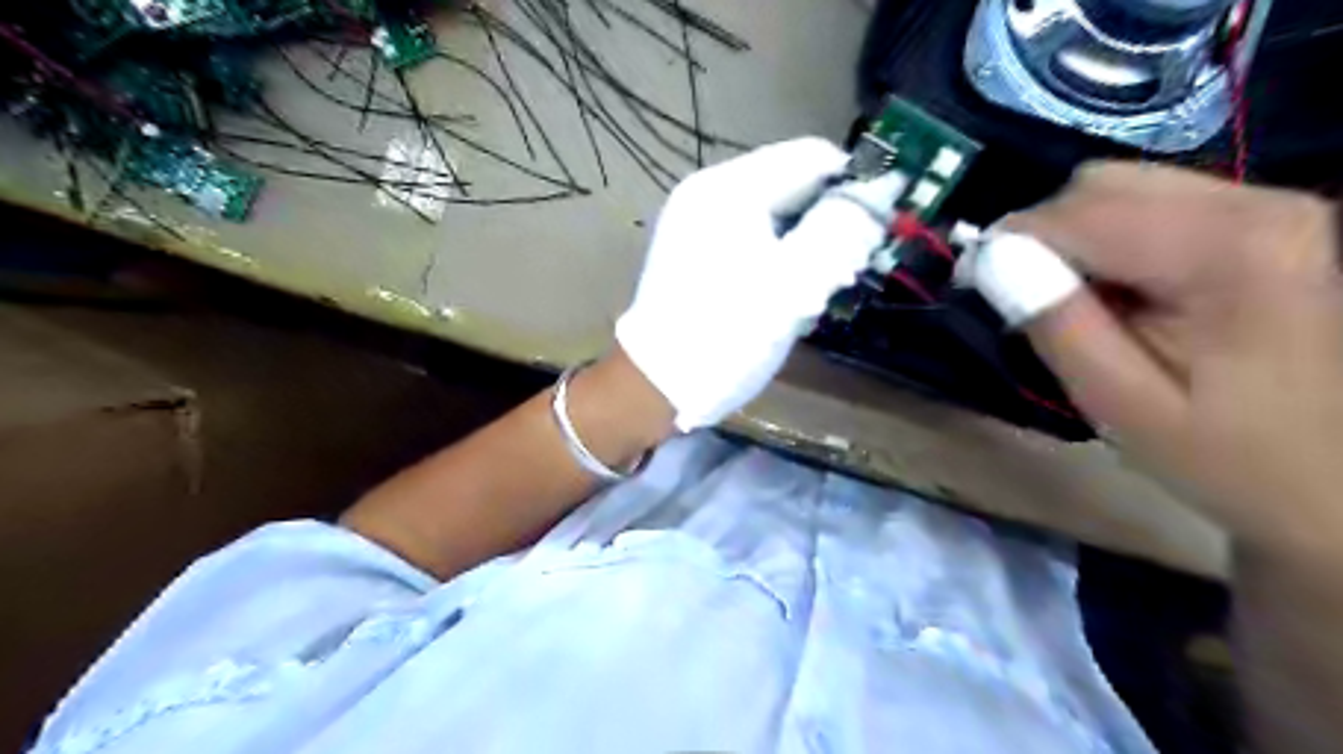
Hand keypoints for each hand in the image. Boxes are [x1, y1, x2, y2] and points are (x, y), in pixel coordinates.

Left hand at [620, 135, 899, 429]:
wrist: (657, 385)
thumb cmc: (728, 335)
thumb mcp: (793, 284)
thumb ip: (840, 230)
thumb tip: (881, 188)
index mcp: (730, 188)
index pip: (812, 157)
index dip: (853, 187)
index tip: (874, 234)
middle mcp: (709, 192)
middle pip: (792, 184)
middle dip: (827, 223)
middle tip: (842, 274)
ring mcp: (696, 221)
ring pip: (775, 214)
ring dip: (805, 246)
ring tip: (811, 291)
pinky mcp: (693, 249)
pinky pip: (752, 236)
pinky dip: (777, 257)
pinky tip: (782, 294)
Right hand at [1012, 162, 1341, 554]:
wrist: (1337, 481)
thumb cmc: (1230, 456)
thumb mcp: (1122, 403)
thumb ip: (1057, 323)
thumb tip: (991, 258)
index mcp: (1227, 250)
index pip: (1076, 211)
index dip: (1007, 244)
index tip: (971, 287)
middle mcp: (1256, 202)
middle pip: (1099, 183)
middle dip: (1041, 237)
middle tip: (1026, 303)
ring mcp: (1267, 205)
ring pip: (1120, 186)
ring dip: (1073, 239)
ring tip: (1077, 305)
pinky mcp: (1262, 220)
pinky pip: (1150, 205)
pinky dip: (1108, 241)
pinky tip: (1119, 295)